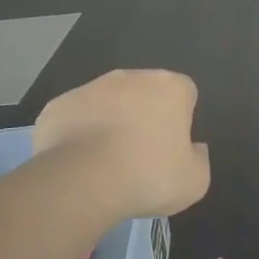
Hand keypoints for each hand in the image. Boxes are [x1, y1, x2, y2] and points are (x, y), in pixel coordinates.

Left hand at [33, 70, 210, 221]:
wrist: (83, 180)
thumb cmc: (148, 176)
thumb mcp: (194, 182)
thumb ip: (199, 159)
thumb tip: (194, 148)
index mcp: (169, 87)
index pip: (184, 93)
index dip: (181, 119)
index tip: (173, 147)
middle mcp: (130, 77)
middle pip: (144, 92)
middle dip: (144, 115)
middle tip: (141, 155)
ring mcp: (90, 87)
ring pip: (107, 102)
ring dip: (109, 122)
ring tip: (106, 162)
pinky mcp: (59, 104)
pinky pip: (76, 117)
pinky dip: (78, 134)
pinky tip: (78, 162)